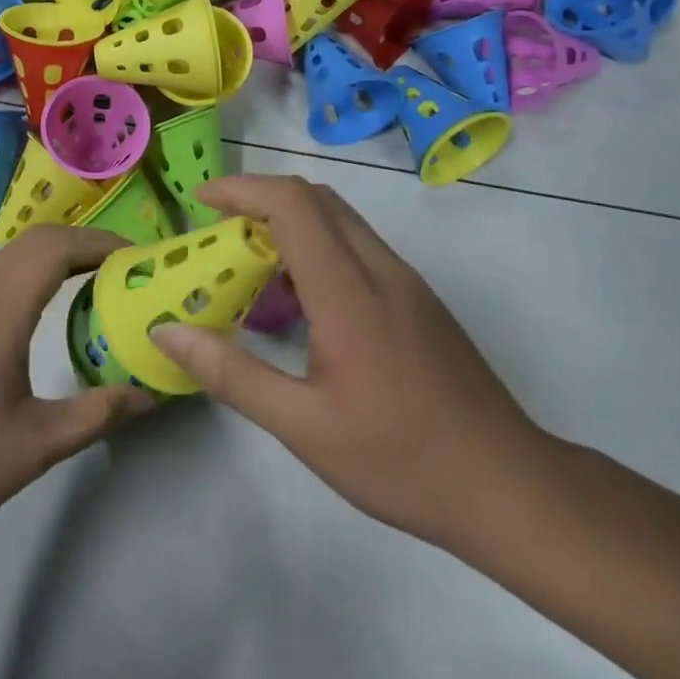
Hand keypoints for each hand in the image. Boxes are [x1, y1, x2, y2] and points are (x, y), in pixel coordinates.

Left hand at [0, 225, 150, 554]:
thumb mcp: (36, 445)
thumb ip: (97, 413)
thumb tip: (147, 394)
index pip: (55, 247)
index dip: (101, 242)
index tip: (139, 260)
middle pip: (34, 243)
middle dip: (84, 247)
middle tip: (126, 274)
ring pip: (10, 261)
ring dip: (55, 262)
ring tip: (95, 289)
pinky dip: (29, 280)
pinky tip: (44, 317)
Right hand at [151, 174, 553, 547]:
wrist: (512, 490)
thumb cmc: (401, 460)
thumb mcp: (303, 427)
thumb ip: (231, 373)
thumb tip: (167, 332)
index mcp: (350, 293)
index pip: (292, 205)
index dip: (242, 189)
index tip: (200, 200)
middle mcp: (382, 270)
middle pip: (317, 198)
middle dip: (259, 198)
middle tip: (218, 231)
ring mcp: (407, 283)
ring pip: (341, 220)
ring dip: (289, 221)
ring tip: (250, 264)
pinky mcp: (420, 301)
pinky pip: (358, 247)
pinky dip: (316, 246)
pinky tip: (300, 300)